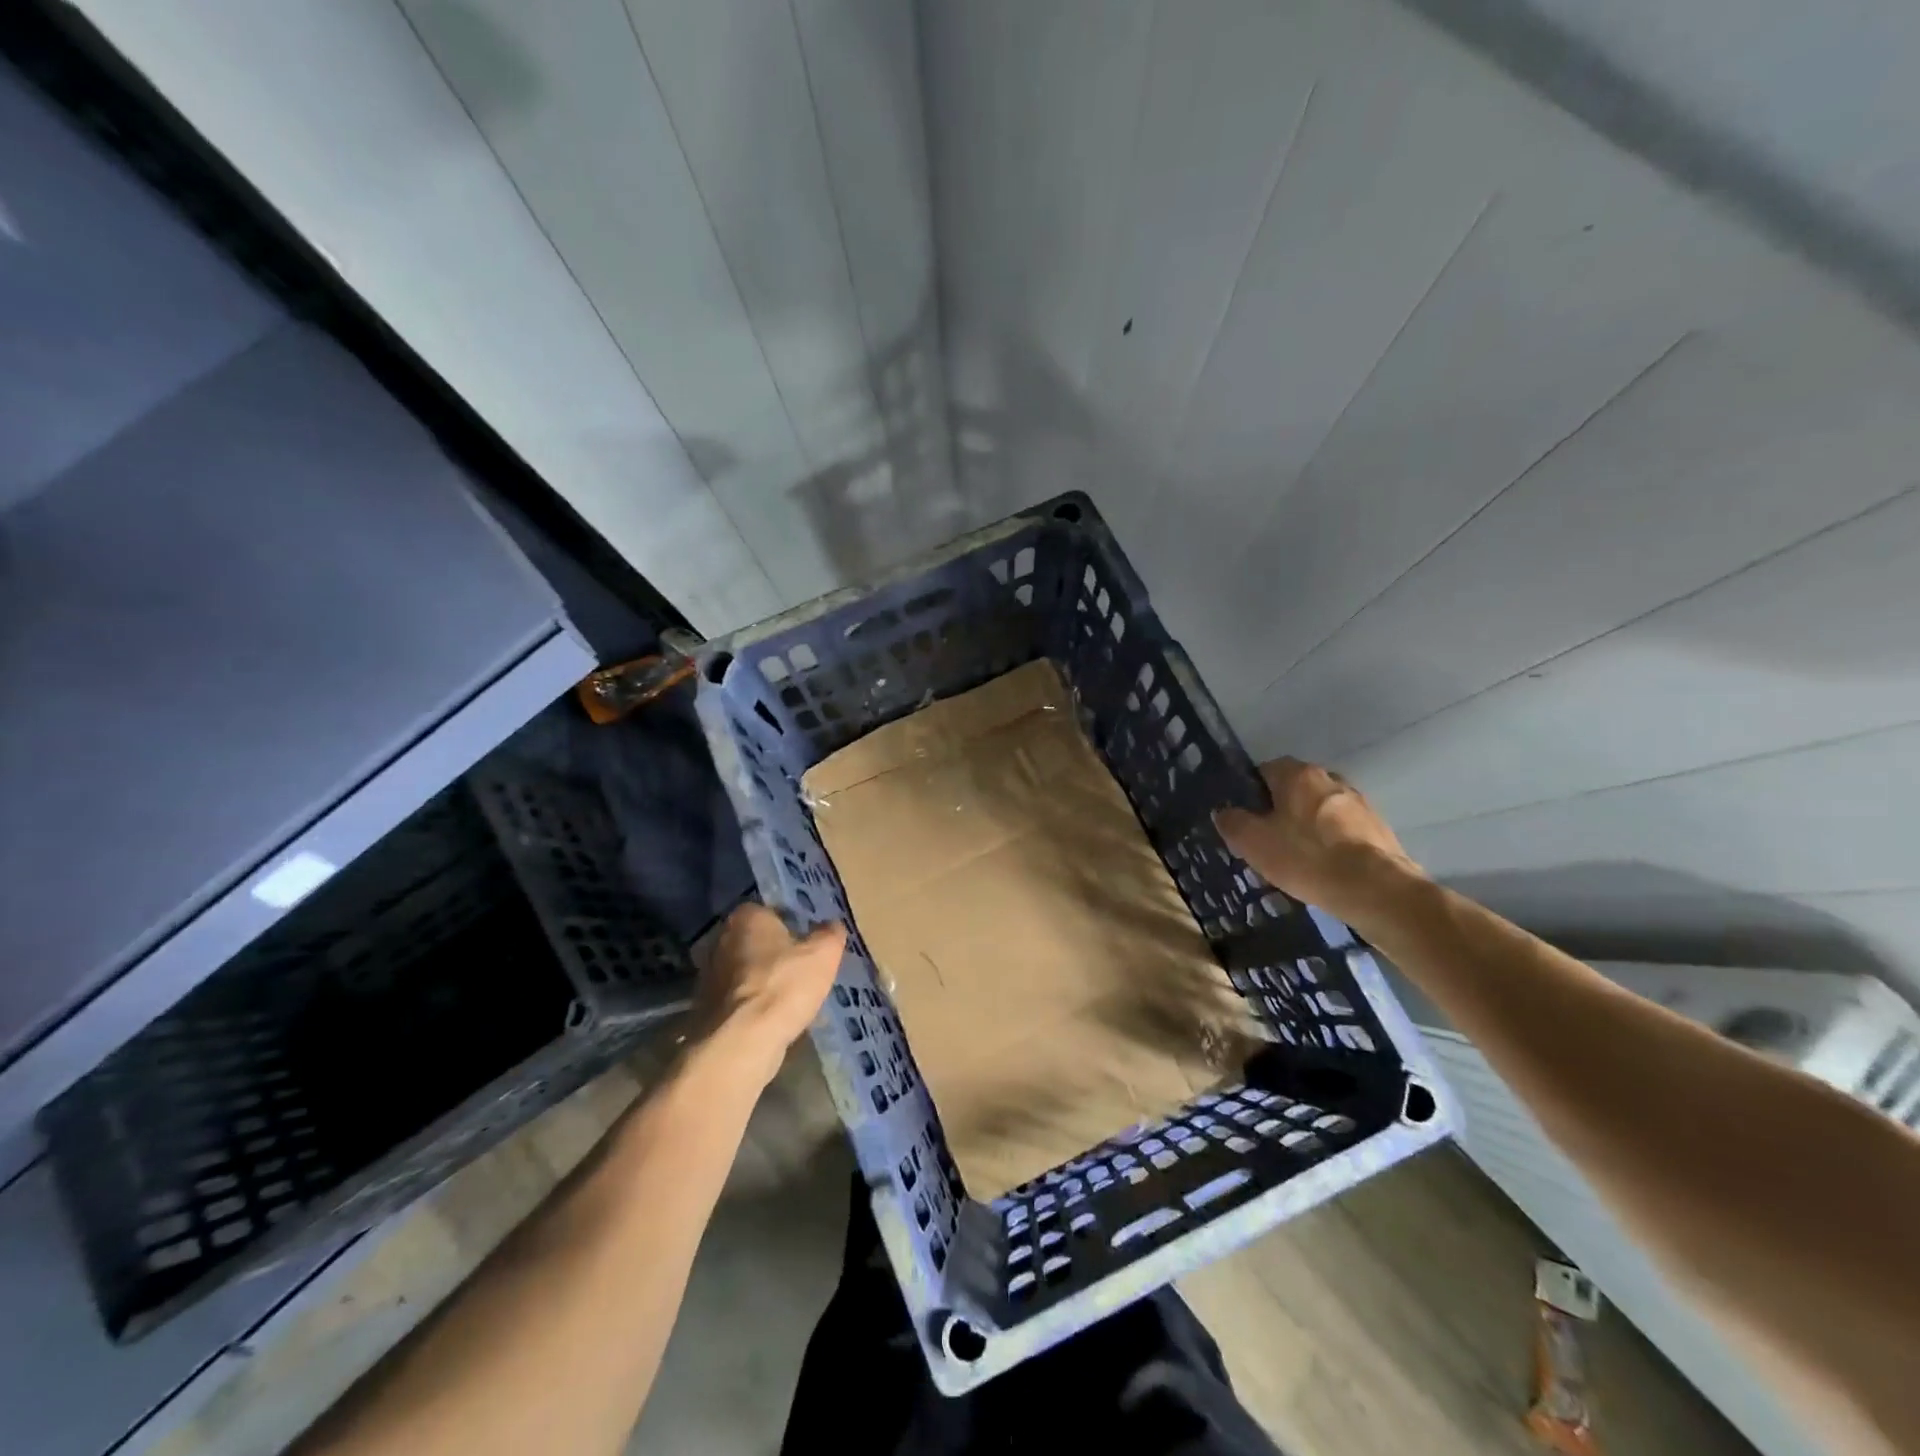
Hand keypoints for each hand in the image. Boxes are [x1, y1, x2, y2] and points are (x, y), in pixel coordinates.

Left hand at [690, 904, 846, 1080]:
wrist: (743, 1040)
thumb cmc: (784, 984)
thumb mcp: (823, 954)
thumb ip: (830, 934)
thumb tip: (832, 926)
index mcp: (747, 917)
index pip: (771, 912)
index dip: (791, 926)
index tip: (808, 943)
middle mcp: (721, 939)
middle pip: (756, 942)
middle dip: (774, 954)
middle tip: (801, 970)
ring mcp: (709, 975)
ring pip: (745, 972)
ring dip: (763, 982)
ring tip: (790, 999)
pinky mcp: (705, 1008)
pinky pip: (738, 1000)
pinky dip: (752, 1007)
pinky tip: (772, 1020)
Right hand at [1213, 758, 1424, 925]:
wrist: (1375, 889)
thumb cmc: (1306, 857)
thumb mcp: (1253, 843)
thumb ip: (1233, 822)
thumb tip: (1225, 812)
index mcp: (1298, 774)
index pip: (1265, 769)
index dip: (1251, 792)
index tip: (1245, 817)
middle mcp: (1330, 779)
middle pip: (1295, 788)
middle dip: (1281, 809)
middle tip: (1268, 839)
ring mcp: (1359, 803)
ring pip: (1321, 809)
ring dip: (1308, 826)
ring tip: (1298, 858)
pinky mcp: (1379, 828)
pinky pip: (1343, 830)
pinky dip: (1331, 843)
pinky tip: (1324, 868)